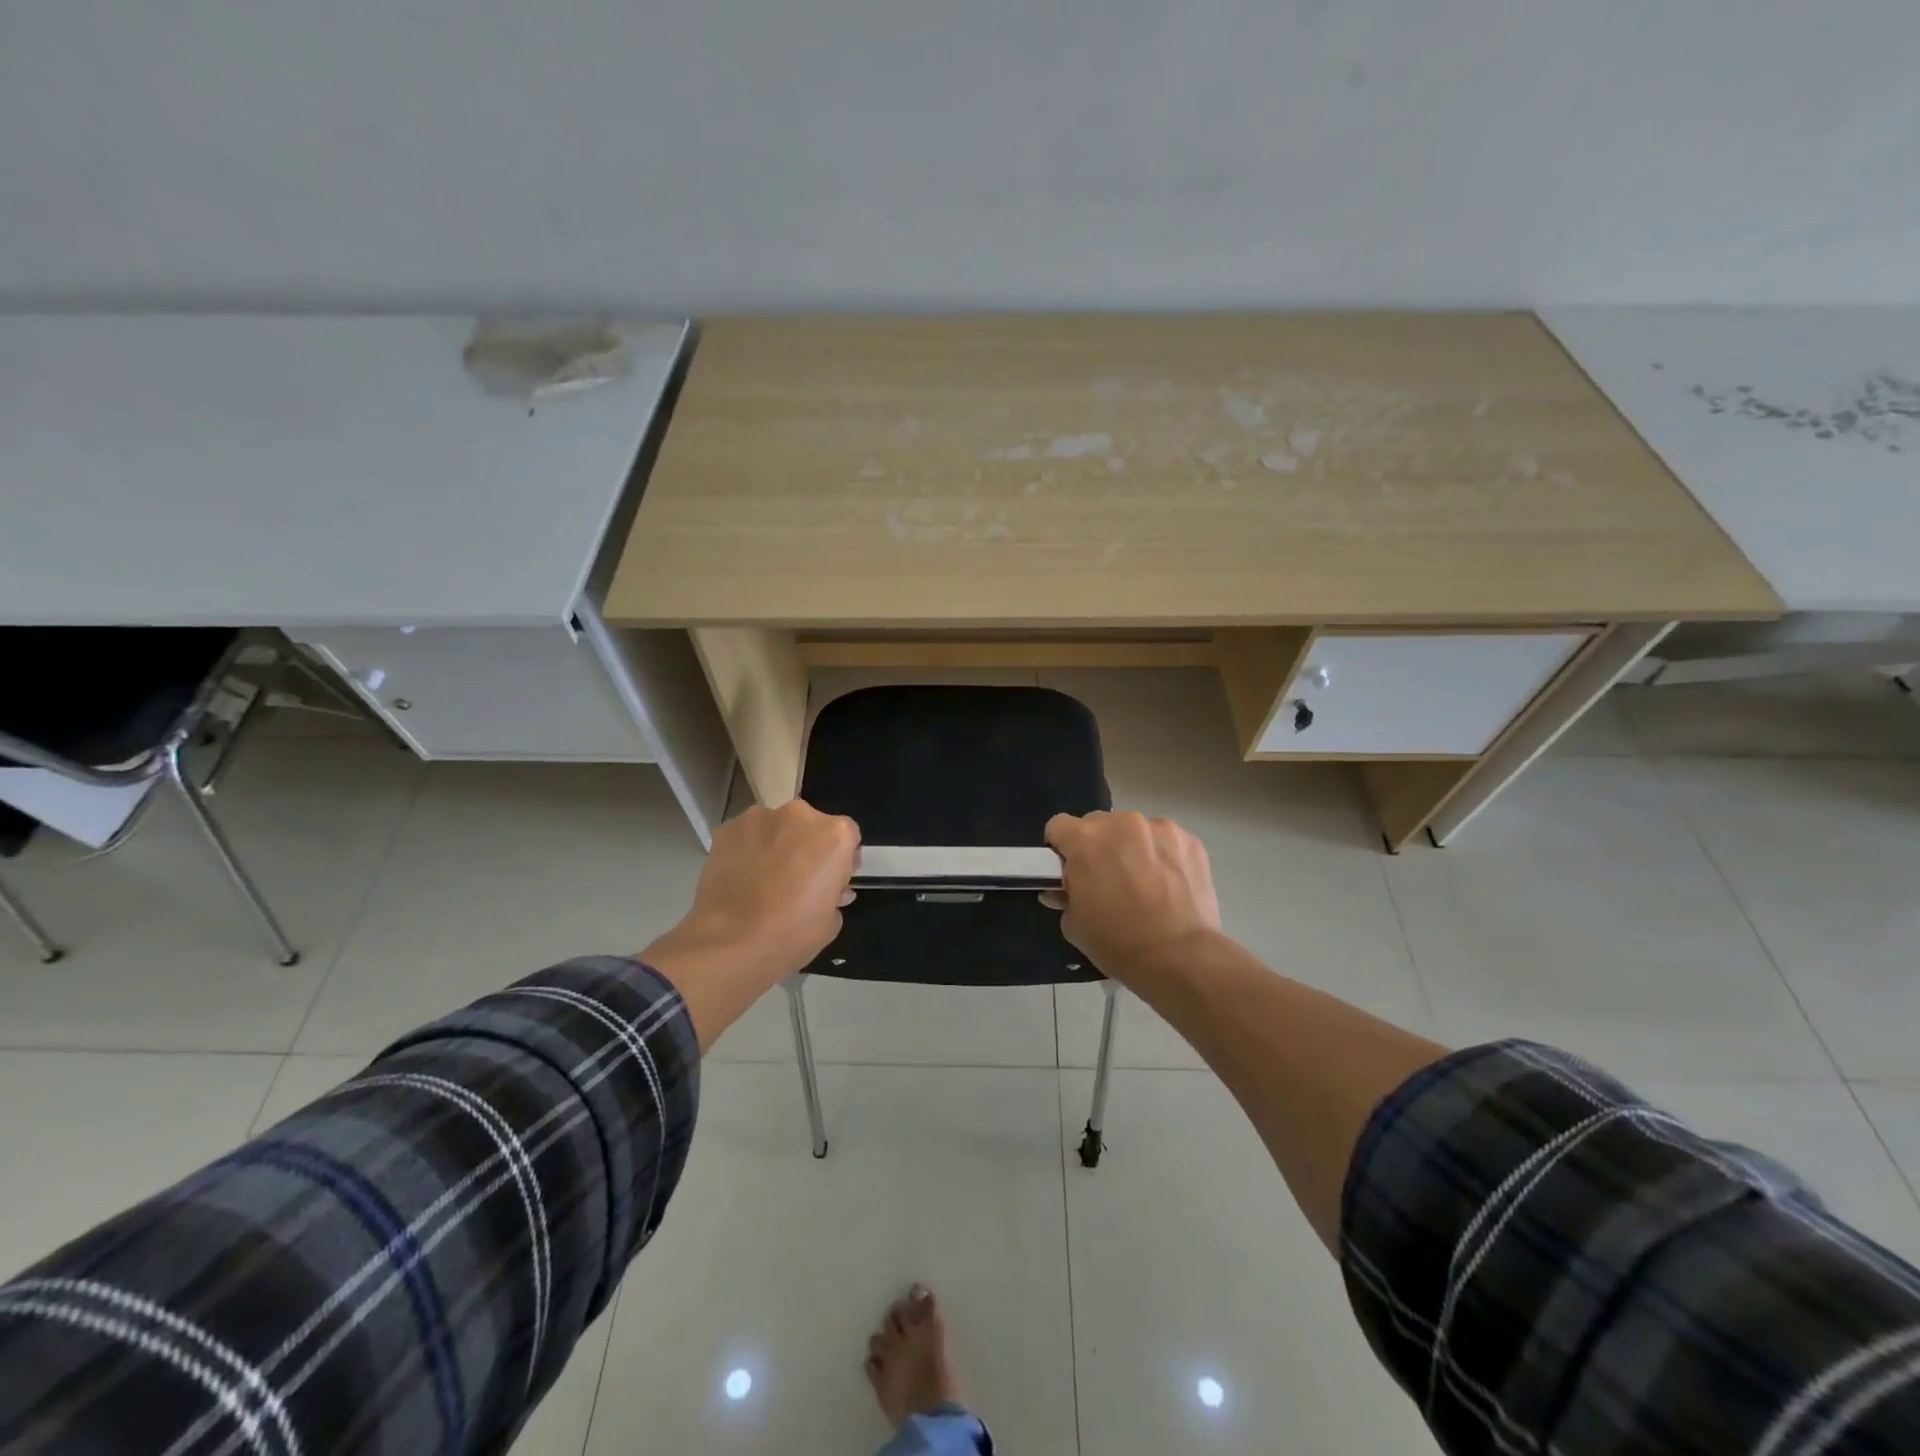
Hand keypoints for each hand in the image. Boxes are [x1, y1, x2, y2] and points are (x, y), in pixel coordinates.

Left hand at [642, 801, 859, 1036]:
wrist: (728, 943)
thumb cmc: (790, 934)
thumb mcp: (831, 921)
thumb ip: (834, 894)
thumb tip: (825, 889)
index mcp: (834, 834)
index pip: (848, 836)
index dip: (840, 860)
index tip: (829, 882)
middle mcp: (800, 814)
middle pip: (810, 825)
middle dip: (807, 846)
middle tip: (796, 880)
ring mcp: (759, 817)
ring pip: (776, 827)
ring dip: (776, 845)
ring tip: (762, 881)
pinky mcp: (727, 828)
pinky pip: (747, 836)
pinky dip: (747, 850)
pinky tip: (740, 879)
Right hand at [1044, 811, 1222, 982]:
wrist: (1180, 958)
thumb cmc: (1118, 942)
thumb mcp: (1074, 924)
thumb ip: (1064, 896)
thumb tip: (1063, 890)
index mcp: (1085, 840)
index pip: (1058, 826)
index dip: (1061, 848)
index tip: (1070, 869)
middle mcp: (1120, 823)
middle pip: (1098, 825)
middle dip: (1098, 847)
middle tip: (1107, 880)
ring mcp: (1159, 828)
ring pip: (1134, 830)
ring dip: (1132, 848)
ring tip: (1144, 884)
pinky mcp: (1189, 840)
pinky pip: (1165, 841)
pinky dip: (1163, 856)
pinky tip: (1170, 885)